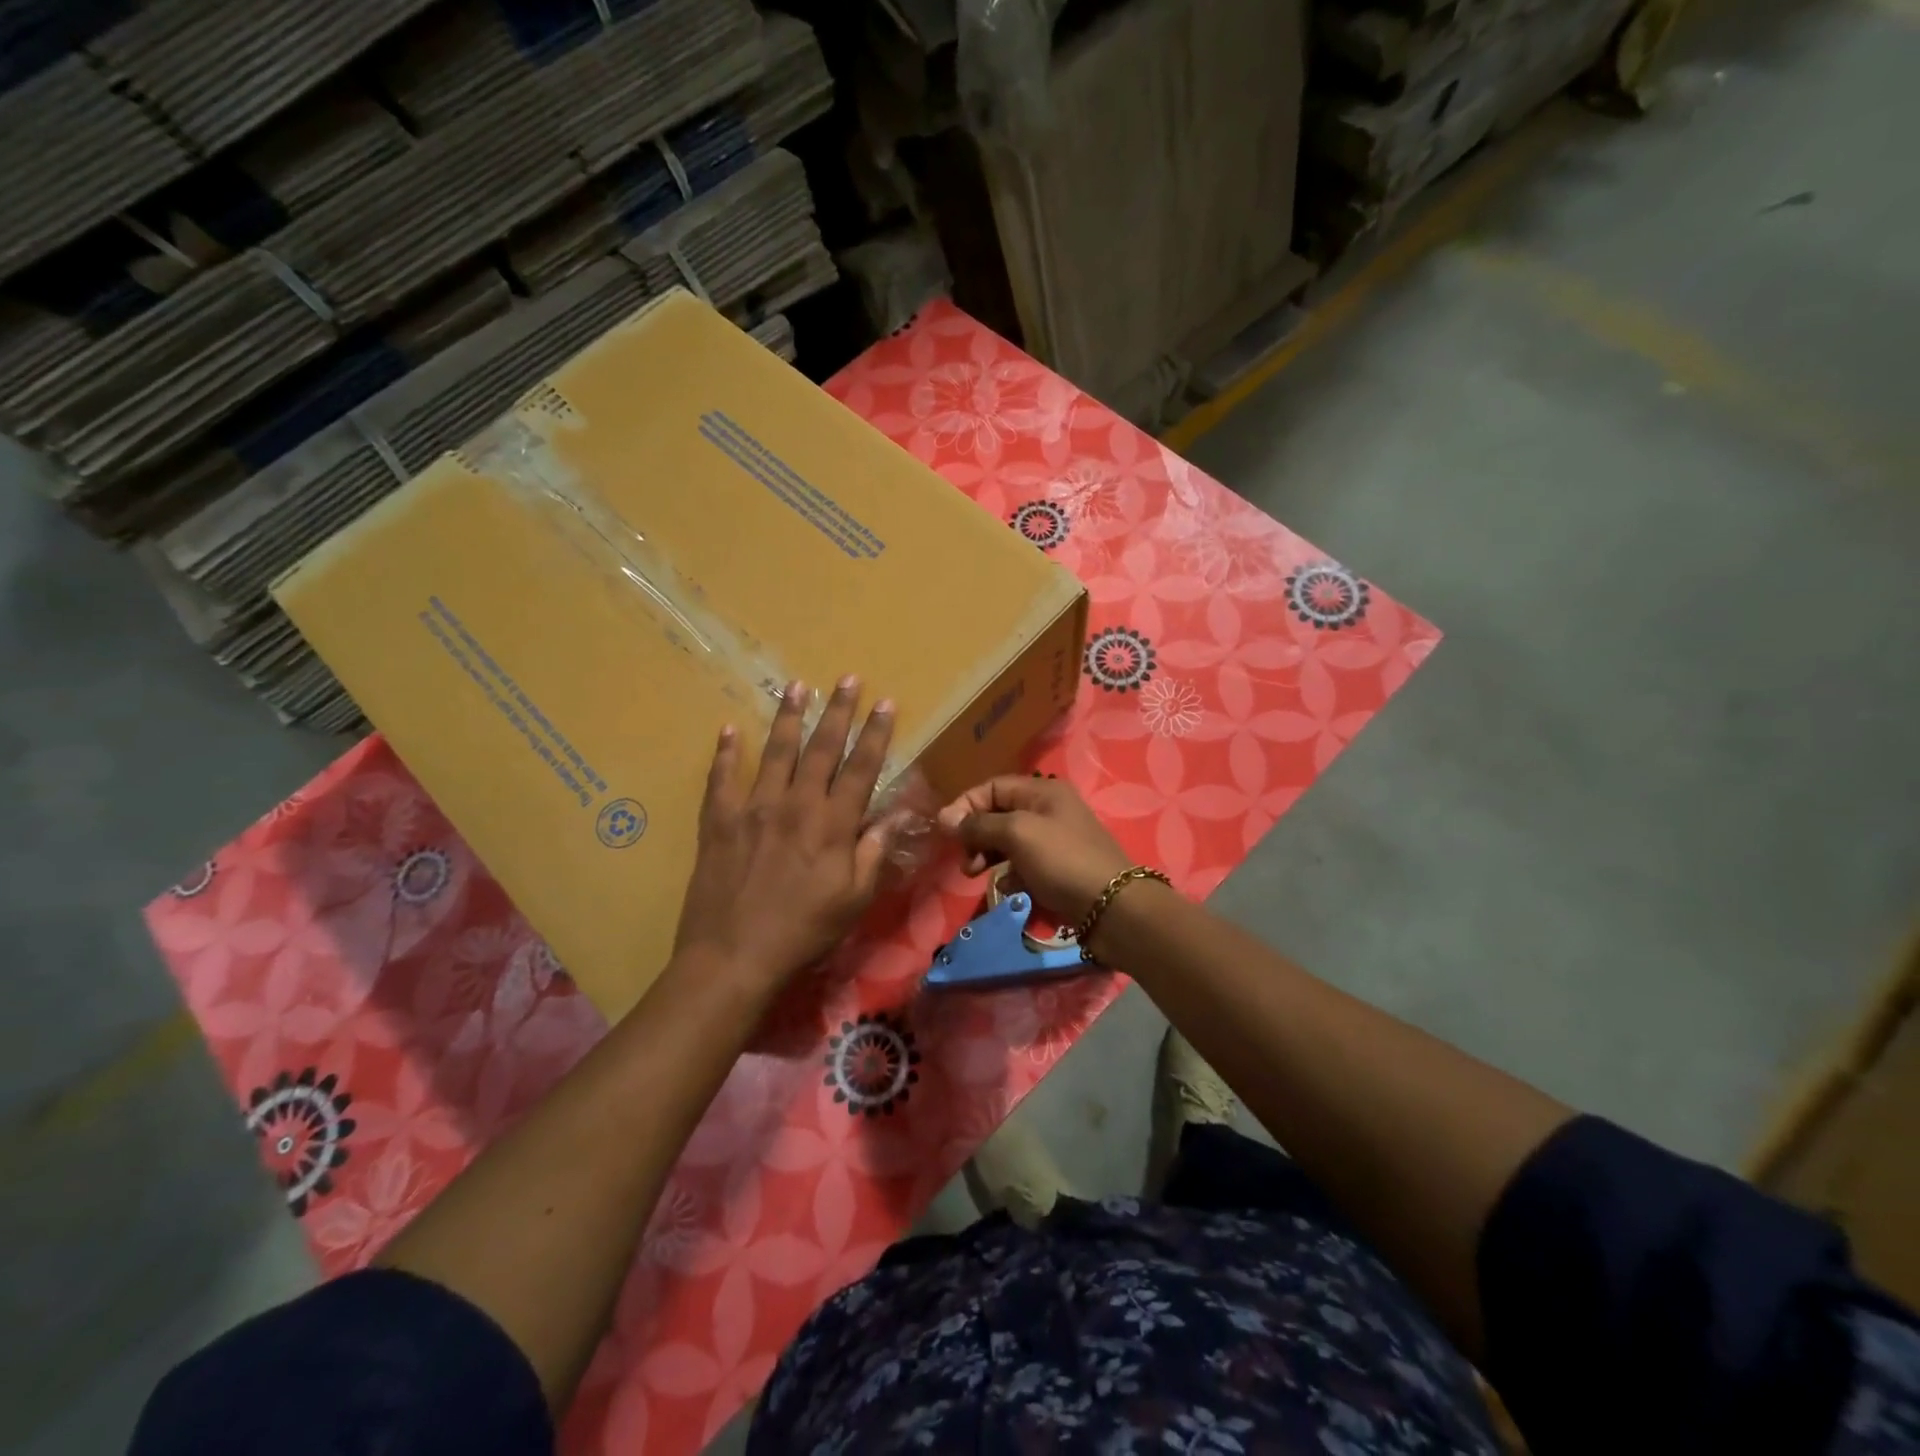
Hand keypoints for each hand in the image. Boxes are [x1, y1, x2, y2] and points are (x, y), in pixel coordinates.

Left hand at [674, 676, 894, 989]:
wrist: (734, 956)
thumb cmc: (803, 930)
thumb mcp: (854, 898)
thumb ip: (874, 850)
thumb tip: (898, 812)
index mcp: (832, 824)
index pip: (861, 768)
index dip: (875, 734)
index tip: (885, 703)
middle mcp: (795, 805)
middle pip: (821, 748)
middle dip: (837, 711)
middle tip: (847, 678)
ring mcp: (752, 808)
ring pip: (776, 752)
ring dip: (789, 717)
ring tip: (796, 686)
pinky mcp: (718, 821)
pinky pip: (721, 778)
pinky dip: (726, 752)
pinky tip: (730, 729)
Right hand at [936, 776, 1130, 926]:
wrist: (1113, 908)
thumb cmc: (1062, 861)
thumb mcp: (1017, 834)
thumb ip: (979, 824)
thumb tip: (945, 818)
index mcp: (1042, 792)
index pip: (992, 787)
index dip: (966, 806)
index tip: (946, 832)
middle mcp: (1049, 810)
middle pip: (998, 814)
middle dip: (976, 835)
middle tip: (967, 861)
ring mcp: (1054, 841)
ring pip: (1008, 842)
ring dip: (988, 856)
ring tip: (977, 875)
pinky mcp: (1057, 869)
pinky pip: (1023, 866)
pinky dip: (1010, 875)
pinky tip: (1009, 890)